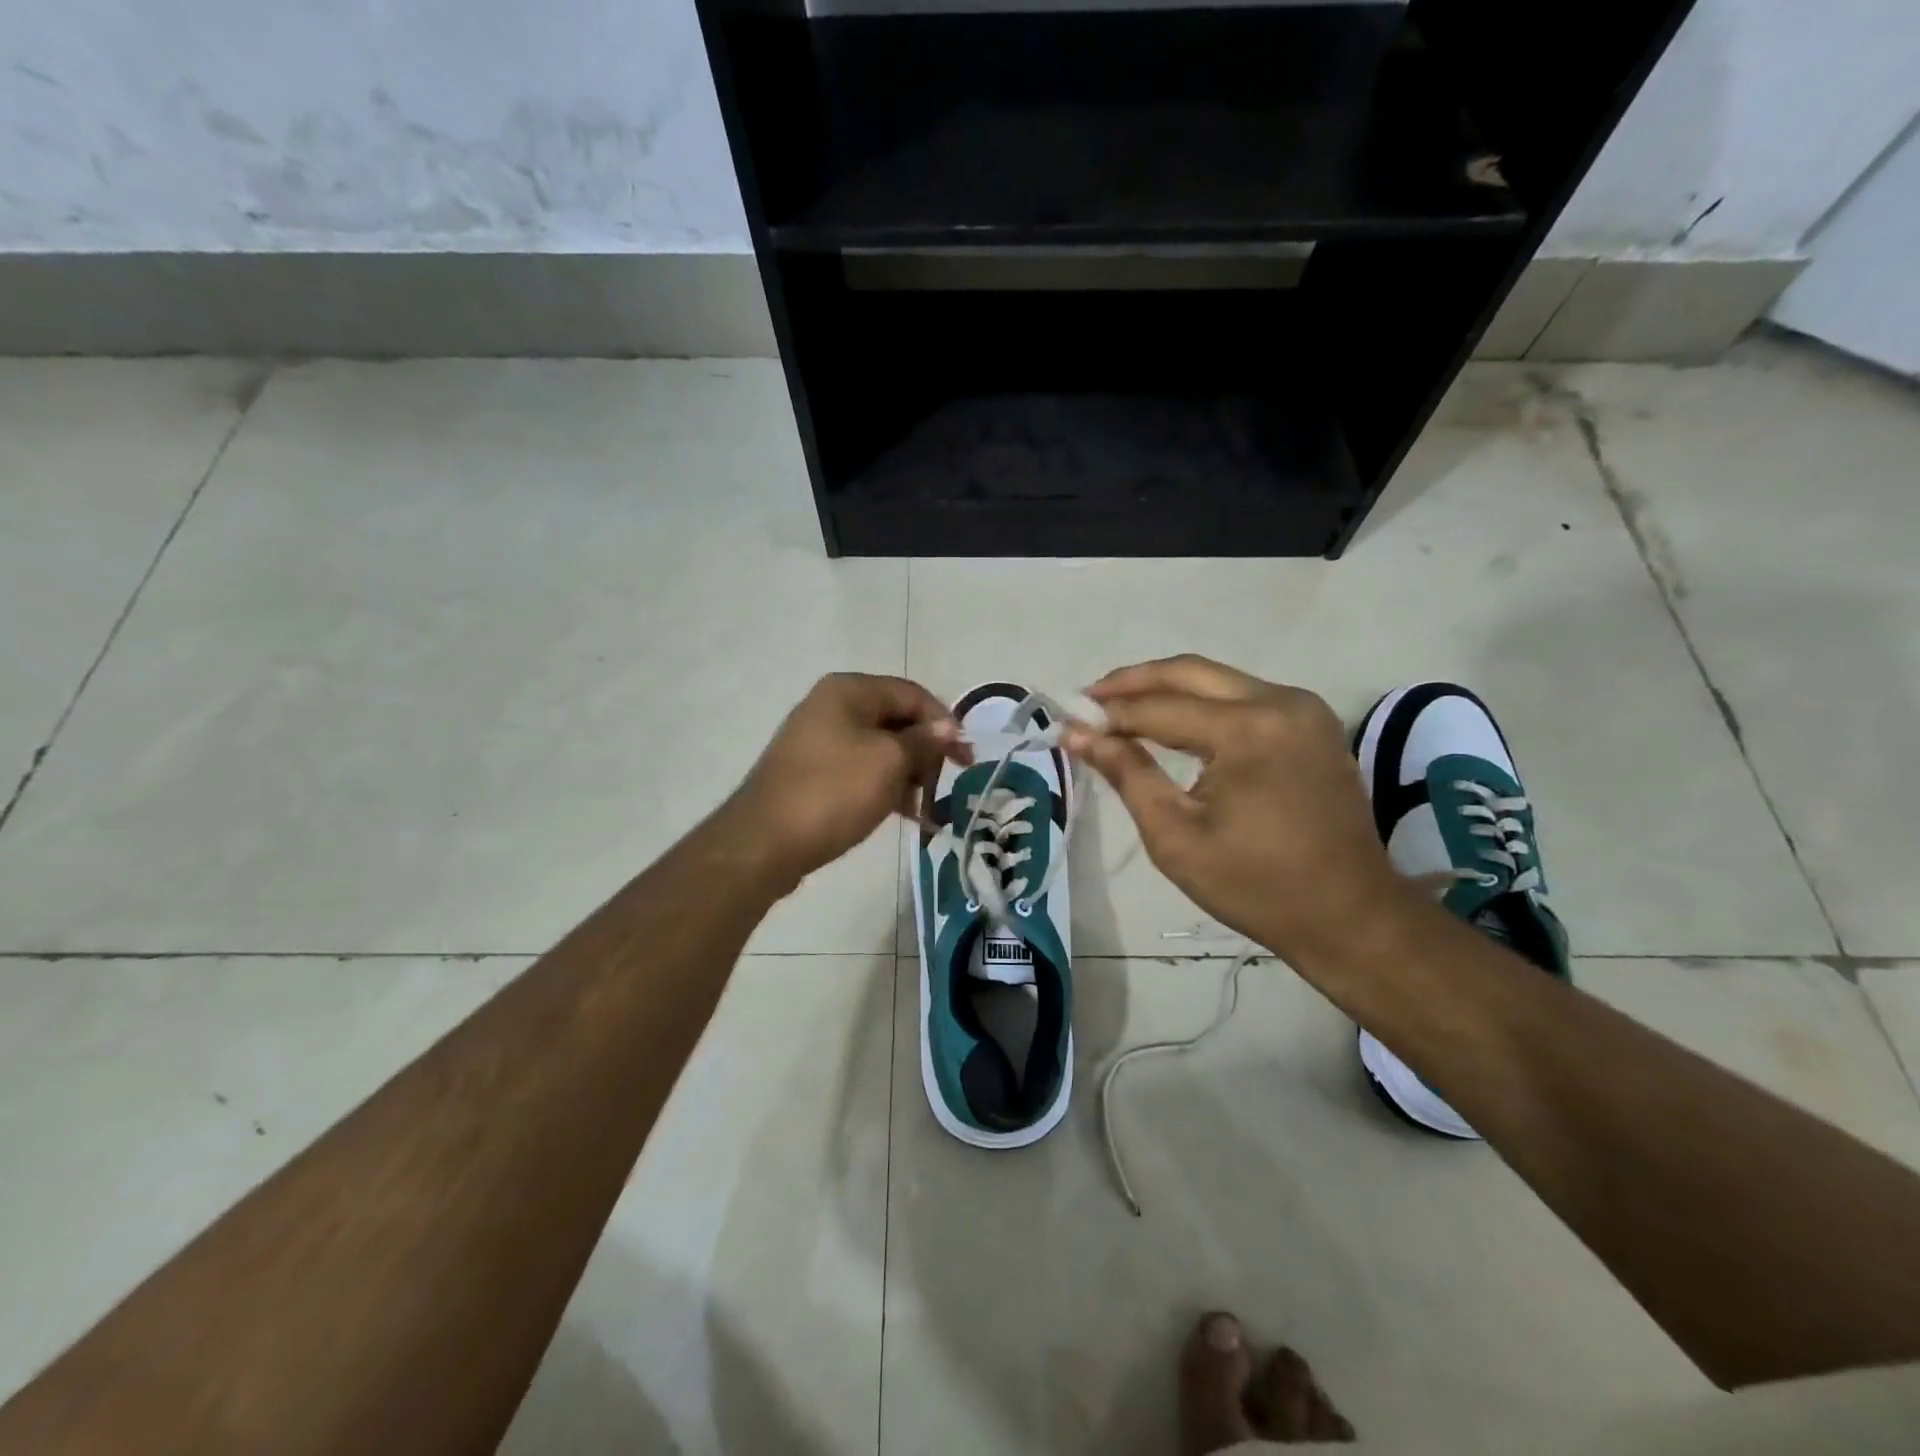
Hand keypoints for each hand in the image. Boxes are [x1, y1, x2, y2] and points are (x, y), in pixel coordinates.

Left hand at [726, 673, 965, 883]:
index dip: (944, 722)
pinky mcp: (814, 772)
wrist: (765, 842)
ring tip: (925, 809)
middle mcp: (832, 706)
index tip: (965, 758)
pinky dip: (885, 787)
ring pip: (881, 749)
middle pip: (896, 720)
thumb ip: (923, 741)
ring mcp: (820, 740)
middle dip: (925, 752)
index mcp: (849, 691)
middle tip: (944, 784)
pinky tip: (904, 814)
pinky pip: (861, 770)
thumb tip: (948, 728)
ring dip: (908, 774)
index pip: (912, 694)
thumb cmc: (833, 792)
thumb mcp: (889, 762)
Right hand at [1067, 655, 1406, 962]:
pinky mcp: (1313, 724)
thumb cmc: (1255, 886)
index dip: (1109, 715)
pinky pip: (1245, 697)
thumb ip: (1127, 774)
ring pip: (1219, 680)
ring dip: (1168, 690)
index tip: (1067, 721)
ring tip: (1121, 710)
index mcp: (1248, 730)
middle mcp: (1280, 702)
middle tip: (1090, 699)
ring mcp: (1304, 709)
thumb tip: (1078, 735)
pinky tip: (1174, 723)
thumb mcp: (1175, 836)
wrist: (1349, 916)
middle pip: (1190, 672)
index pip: (1159, 708)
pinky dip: (1203, 704)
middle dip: (1134, 682)